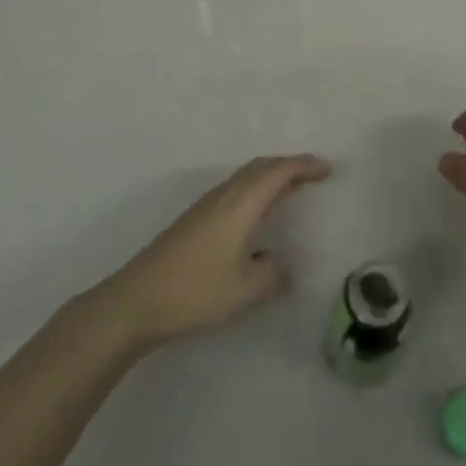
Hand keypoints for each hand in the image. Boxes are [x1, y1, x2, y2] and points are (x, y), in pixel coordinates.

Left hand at [94, 154, 331, 351]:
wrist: (137, 299)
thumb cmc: (195, 290)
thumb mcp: (244, 289)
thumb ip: (270, 273)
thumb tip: (276, 261)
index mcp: (240, 203)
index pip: (278, 173)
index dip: (304, 166)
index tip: (327, 168)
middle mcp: (224, 195)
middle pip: (260, 167)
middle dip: (288, 166)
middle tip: (313, 173)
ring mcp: (206, 206)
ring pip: (245, 178)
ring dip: (270, 176)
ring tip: (291, 189)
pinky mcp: (194, 220)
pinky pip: (234, 190)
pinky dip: (255, 190)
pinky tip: (256, 213)